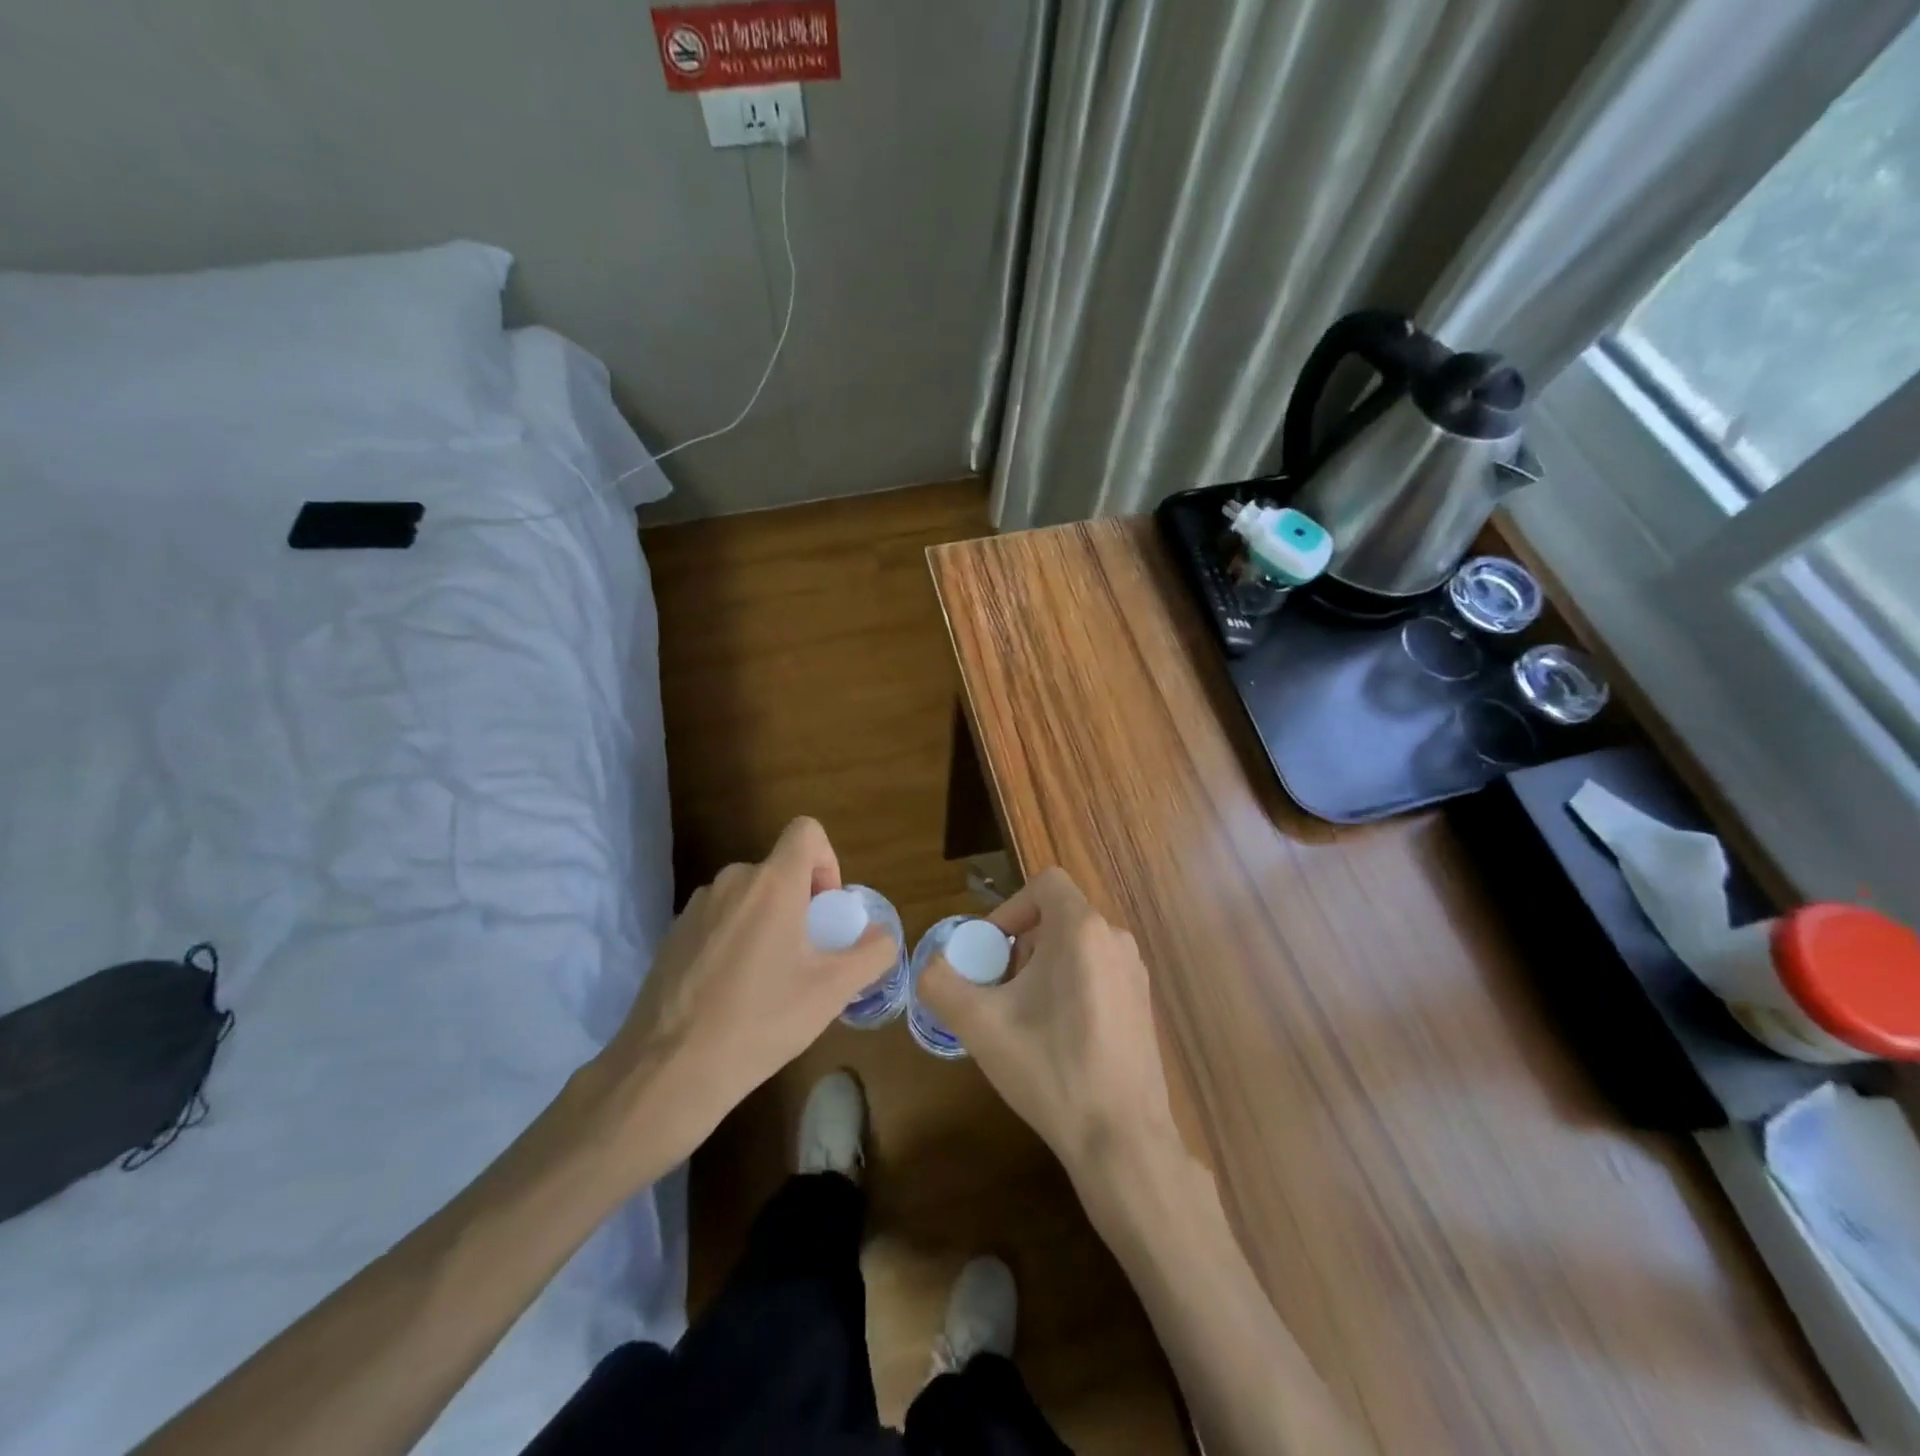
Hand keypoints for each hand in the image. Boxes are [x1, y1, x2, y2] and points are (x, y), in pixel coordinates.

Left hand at [587, 817, 897, 1170]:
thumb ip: (871, 954)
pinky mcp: (672, 936)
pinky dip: (735, 940)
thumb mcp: (833, 991)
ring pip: (748, 898)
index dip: (827, 861)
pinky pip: (719, 921)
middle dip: (800, 904)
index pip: (806, 831)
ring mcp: (696, 908)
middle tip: (805, 958)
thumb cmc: (761, 1020)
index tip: (826, 911)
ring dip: (767, 923)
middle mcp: (731, 881)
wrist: (669, 1070)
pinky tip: (731, 994)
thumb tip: (881, 936)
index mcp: (772, 883)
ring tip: (768, 982)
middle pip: (779, 871)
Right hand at [918, 867, 1180, 1190]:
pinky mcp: (1143, 1004)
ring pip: (1077, 947)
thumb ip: (941, 983)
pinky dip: (1069, 987)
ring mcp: (1135, 973)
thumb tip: (929, 966)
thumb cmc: (1051, 1069)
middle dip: (1021, 946)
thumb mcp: (980, 1025)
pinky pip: (1097, 972)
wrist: (1122, 1139)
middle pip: (1058, 917)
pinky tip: (1057, 1039)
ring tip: (1024, 1018)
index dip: (1010, 908)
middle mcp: (1116, 940)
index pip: (1045, 882)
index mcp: (1083, 930)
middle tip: (999, 991)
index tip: (990, 951)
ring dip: (1043, 968)